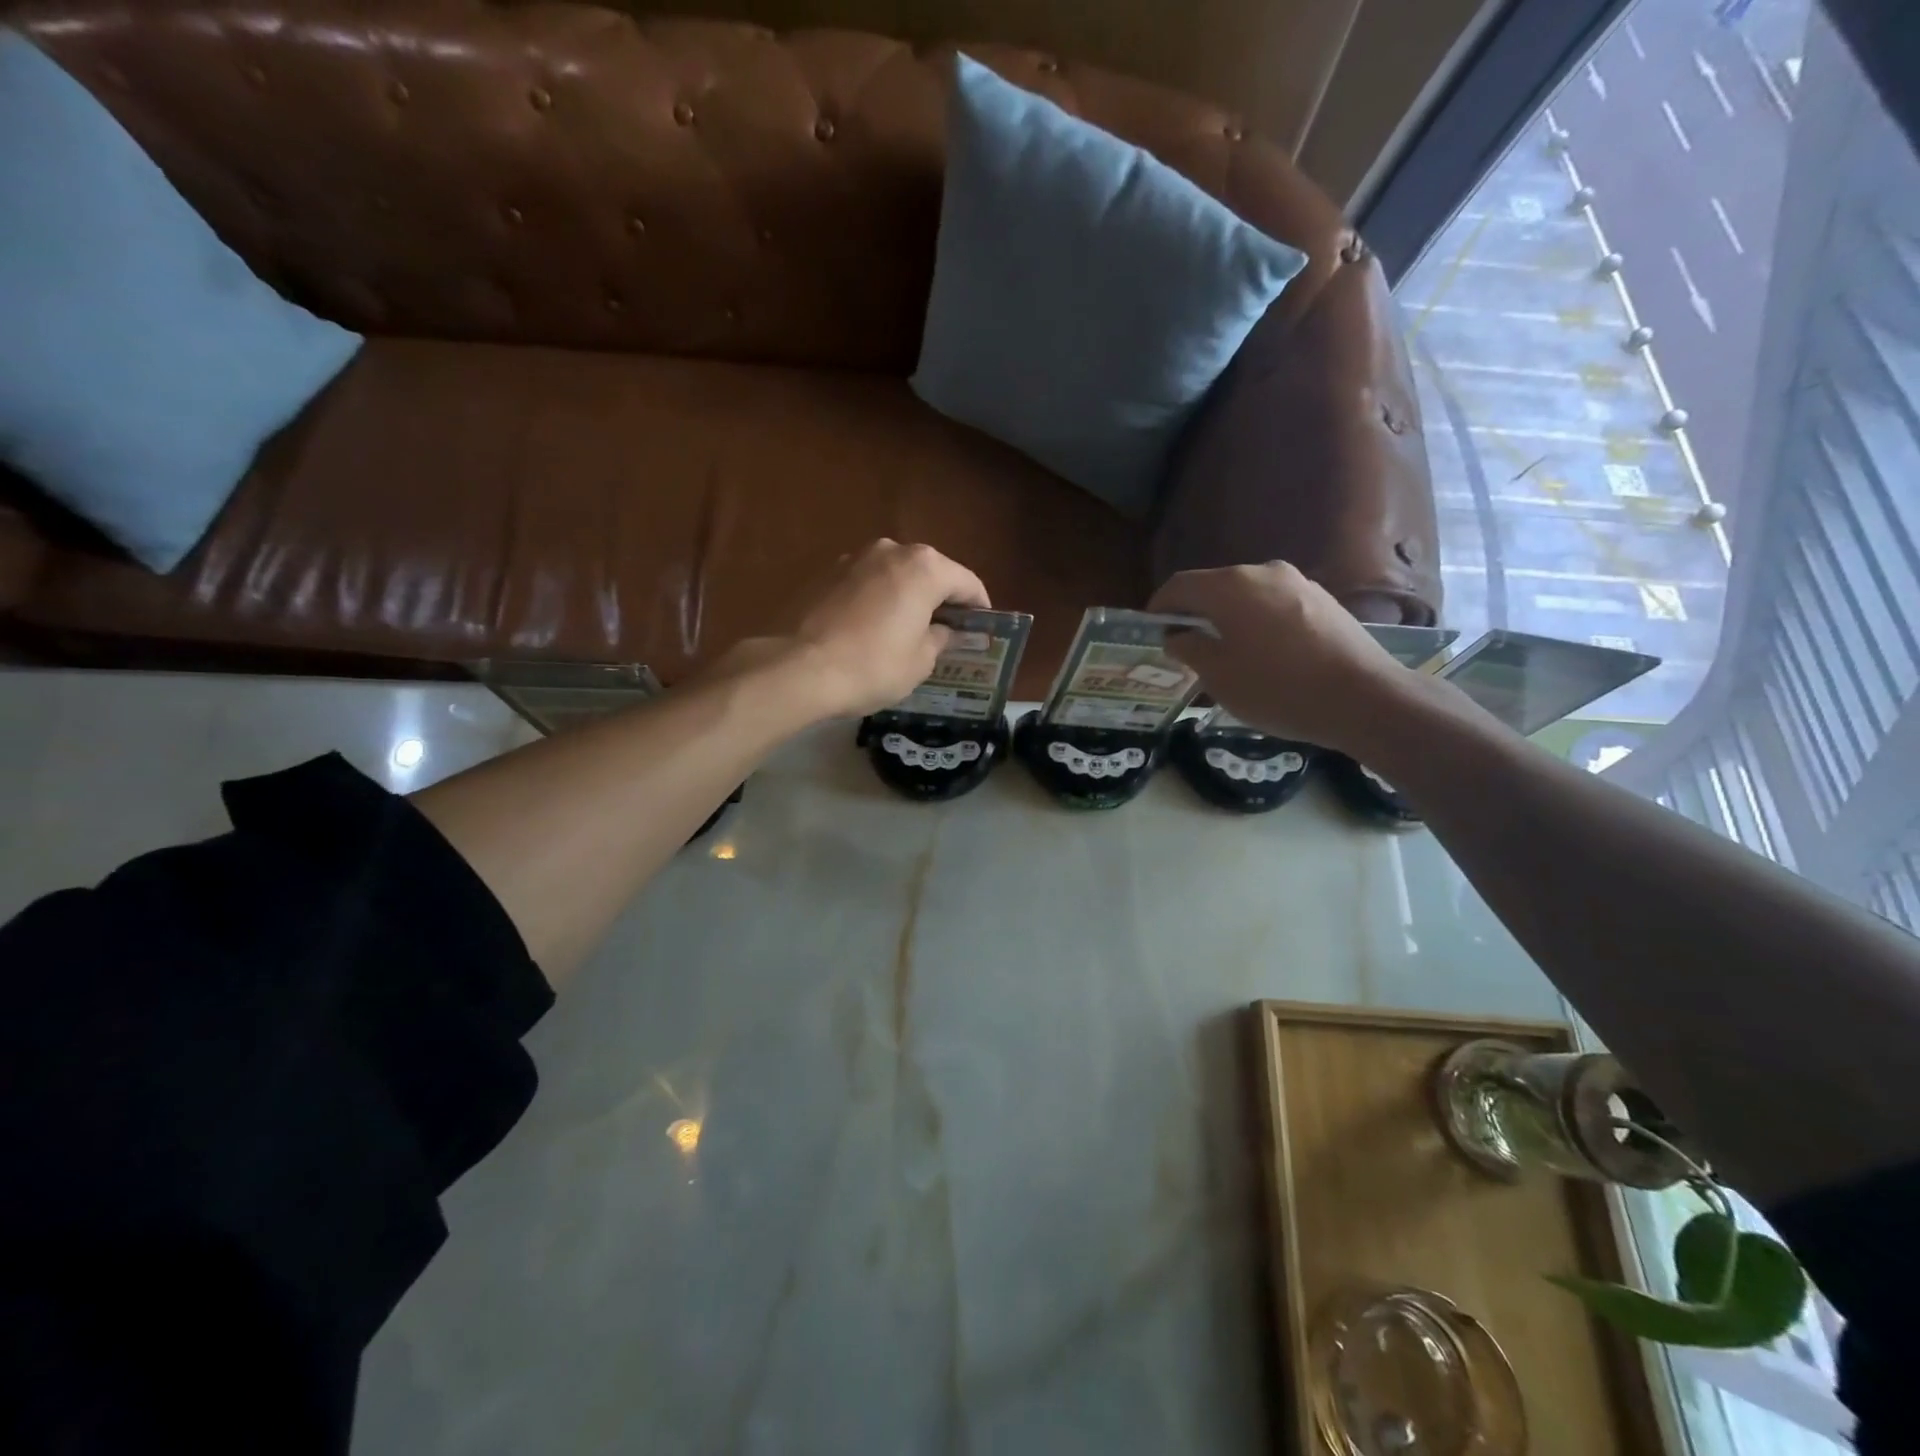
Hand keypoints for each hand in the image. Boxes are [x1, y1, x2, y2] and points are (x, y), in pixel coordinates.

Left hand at [739, 540, 989, 719]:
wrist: (796, 668)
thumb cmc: (871, 665)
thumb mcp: (919, 662)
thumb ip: (940, 639)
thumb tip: (943, 630)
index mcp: (924, 568)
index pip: (967, 582)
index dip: (979, 607)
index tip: (982, 627)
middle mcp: (890, 551)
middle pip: (928, 572)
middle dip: (940, 599)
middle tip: (946, 630)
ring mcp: (852, 558)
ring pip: (893, 575)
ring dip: (904, 597)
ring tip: (905, 630)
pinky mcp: (823, 573)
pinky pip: (863, 584)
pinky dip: (874, 601)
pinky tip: (869, 629)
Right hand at [1147, 561, 1420, 753]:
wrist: (1364, 698)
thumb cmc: (1278, 688)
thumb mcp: (1219, 676)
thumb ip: (1189, 649)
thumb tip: (1177, 635)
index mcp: (1230, 587)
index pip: (1179, 585)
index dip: (1159, 607)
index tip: (1151, 631)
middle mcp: (1263, 572)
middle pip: (1214, 587)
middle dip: (1194, 614)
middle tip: (1185, 647)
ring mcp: (1297, 583)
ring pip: (1246, 596)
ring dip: (1227, 619)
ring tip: (1225, 654)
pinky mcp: (1322, 600)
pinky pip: (1274, 605)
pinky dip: (1257, 622)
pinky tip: (1263, 654)